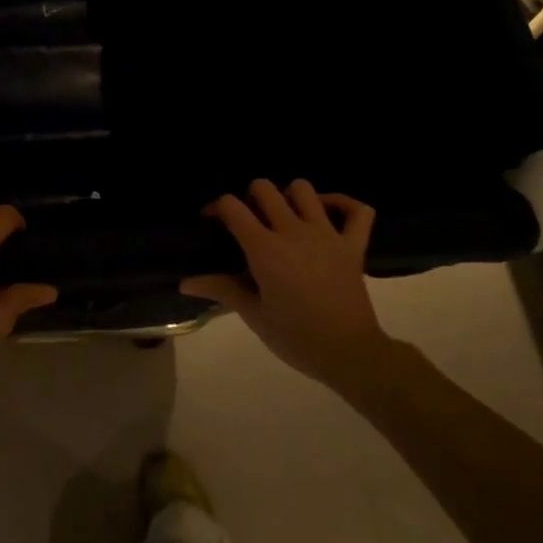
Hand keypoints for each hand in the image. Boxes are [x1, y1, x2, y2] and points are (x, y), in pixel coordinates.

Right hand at [182, 179, 390, 391]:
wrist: (349, 354)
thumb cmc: (295, 337)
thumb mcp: (254, 315)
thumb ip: (221, 289)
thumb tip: (185, 283)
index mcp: (264, 249)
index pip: (231, 206)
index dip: (216, 208)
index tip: (213, 223)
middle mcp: (293, 231)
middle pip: (264, 188)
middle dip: (250, 198)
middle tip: (249, 222)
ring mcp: (327, 234)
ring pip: (304, 189)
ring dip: (289, 197)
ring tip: (284, 218)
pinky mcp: (354, 245)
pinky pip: (358, 210)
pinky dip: (342, 204)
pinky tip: (326, 213)